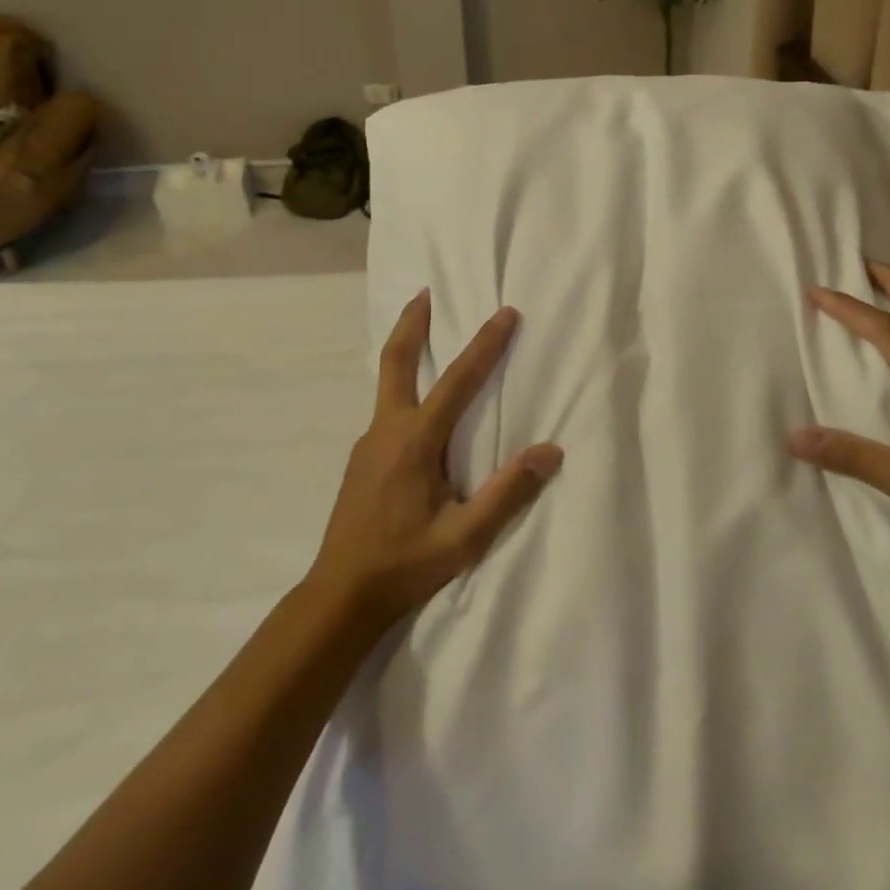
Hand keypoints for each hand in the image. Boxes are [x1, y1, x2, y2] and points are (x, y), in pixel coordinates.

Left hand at [307, 291, 562, 630]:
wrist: (339, 597)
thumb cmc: (404, 565)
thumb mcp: (464, 537)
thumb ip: (508, 493)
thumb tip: (550, 451)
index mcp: (414, 442)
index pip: (457, 381)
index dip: (484, 345)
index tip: (505, 313)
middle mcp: (386, 431)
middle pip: (396, 361)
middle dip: (412, 323)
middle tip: (424, 292)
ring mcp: (368, 444)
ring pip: (387, 383)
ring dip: (407, 352)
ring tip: (426, 336)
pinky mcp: (362, 460)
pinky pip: (386, 408)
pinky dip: (403, 386)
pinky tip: (418, 407)